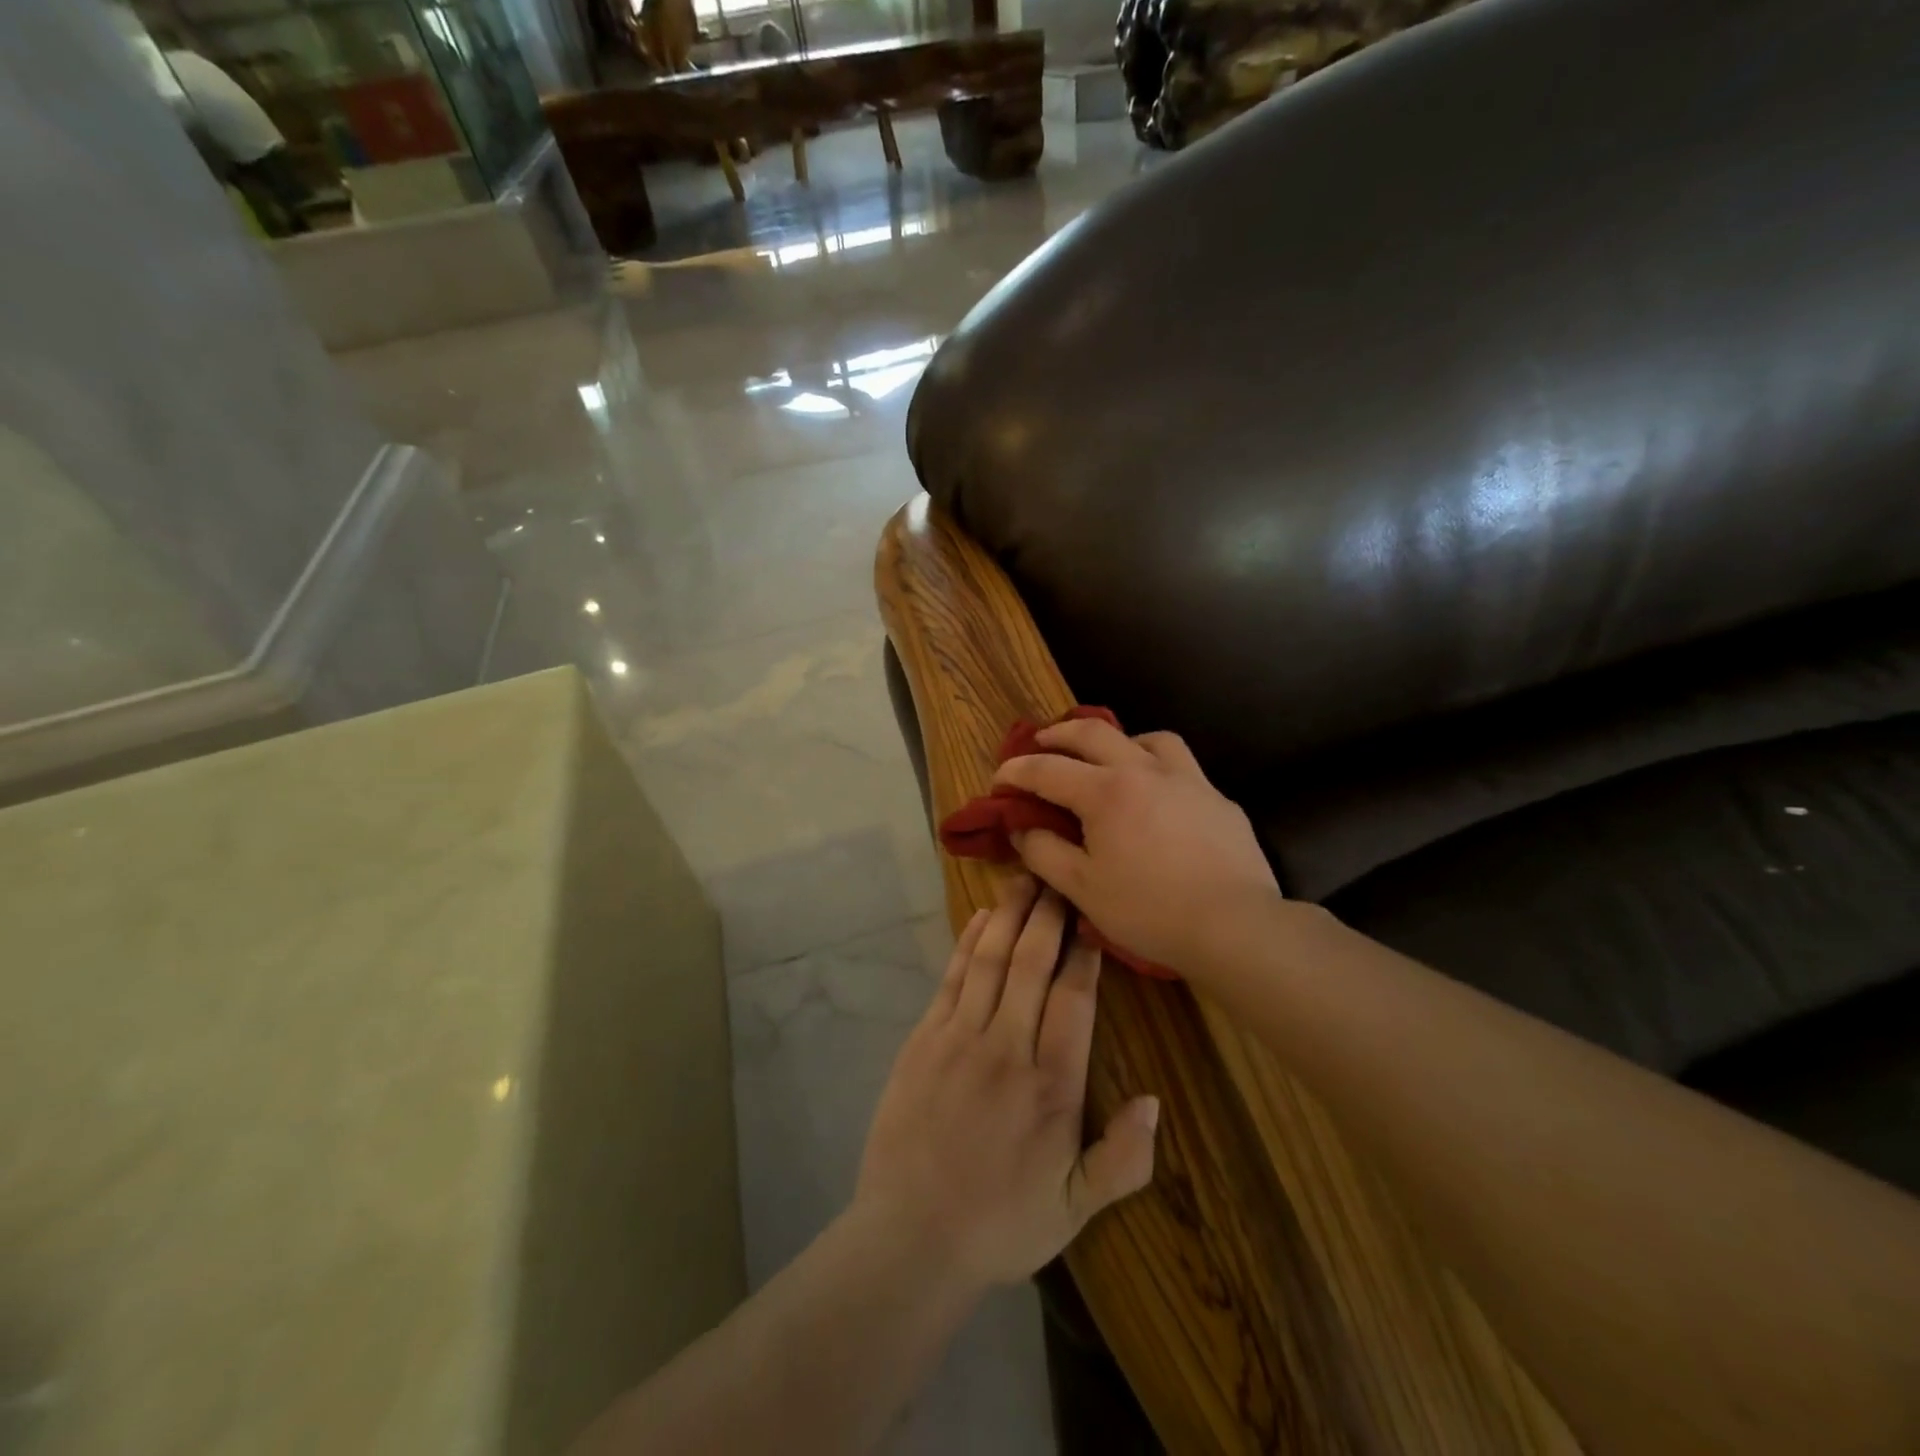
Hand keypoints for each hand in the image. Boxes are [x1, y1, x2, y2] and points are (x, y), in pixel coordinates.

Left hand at [853, 877, 1160, 1291]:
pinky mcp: (923, 1039)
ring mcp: (959, 1039)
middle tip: (1059, 879)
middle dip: (1048, 917)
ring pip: (990, 961)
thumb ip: (1123, 1159)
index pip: (1073, 1000)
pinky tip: (981, 918)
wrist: (910, 1236)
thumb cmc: (1001, 1223)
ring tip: (1024, 880)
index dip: (1085, 954)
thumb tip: (1154, 1100)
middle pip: (1031, 965)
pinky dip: (968, 943)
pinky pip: (951, 978)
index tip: (1093, 918)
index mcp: (1051, 1087)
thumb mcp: (1075, 1209)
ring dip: (1009, 916)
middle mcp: (1006, 1049)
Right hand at [994, 718, 1280, 973]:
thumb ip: (1044, 853)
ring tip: (1108, 759)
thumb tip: (1023, 828)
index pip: (1047, 769)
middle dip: (1059, 734)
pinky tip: (1159, 798)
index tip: (999, 778)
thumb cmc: (1149, 910)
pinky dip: (1158, 769)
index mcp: (1105, 792)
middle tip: (1041, 741)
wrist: (1235, 926)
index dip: (1016, 771)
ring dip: (1118, 741)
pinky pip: (1182, 768)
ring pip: (1148, 739)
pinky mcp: (1218, 800)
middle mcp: (1145, 771)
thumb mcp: (1082, 889)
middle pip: (1094, 733)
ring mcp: (1188, 781)